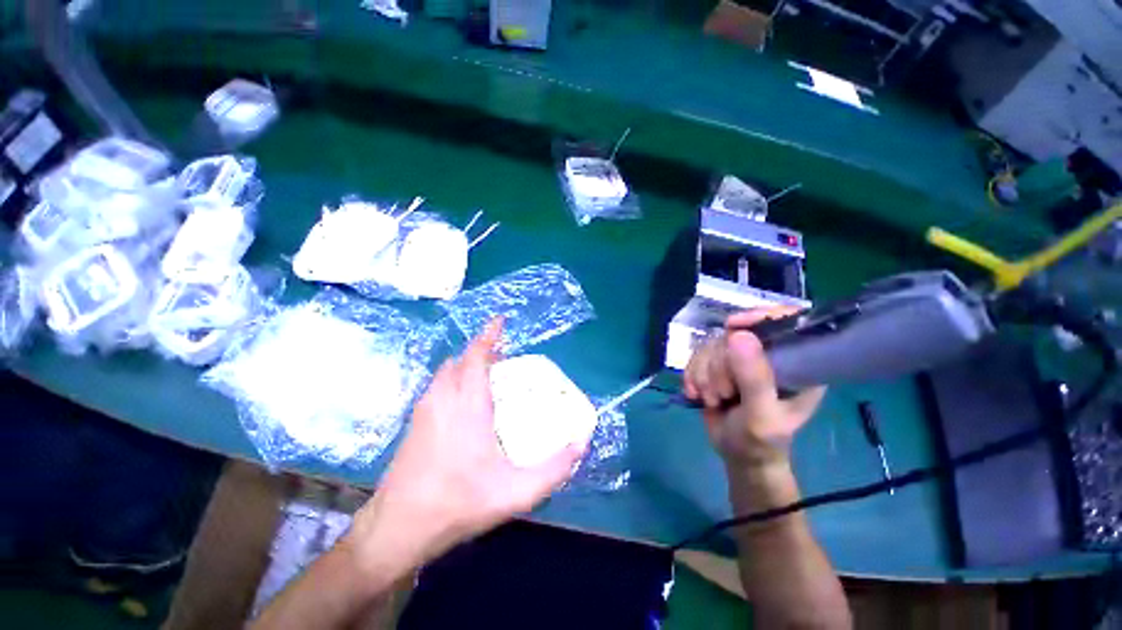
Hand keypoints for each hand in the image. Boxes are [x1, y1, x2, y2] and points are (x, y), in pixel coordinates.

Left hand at [348, 319, 585, 568]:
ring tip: (487, 374)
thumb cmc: (458, 504)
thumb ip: (554, 469)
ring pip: (446, 372)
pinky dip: (453, 379)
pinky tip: (464, 401)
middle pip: (460, 360)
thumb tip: (581, 444)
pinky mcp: (414, 423)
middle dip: (481, 350)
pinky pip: (437, 386)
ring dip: (465, 364)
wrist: (397, 529)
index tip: (500, 320)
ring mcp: (424, 410)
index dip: (489, 335)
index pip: (476, 356)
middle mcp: (443, 399)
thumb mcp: (516, 492)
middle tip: (503, 355)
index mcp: (467, 405)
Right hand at [684, 307, 824, 469]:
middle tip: (725, 393)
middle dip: (720, 365)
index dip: (758, 316)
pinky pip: (696, 355)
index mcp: (796, 363)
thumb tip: (737, 334)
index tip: (732, 326)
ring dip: (704, 374)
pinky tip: (695, 394)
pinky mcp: (718, 365)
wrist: (737, 455)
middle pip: (734, 335)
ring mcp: (740, 359)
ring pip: (711, 345)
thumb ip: (754, 378)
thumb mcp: (762, 415)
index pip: (785, 322)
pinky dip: (692, 375)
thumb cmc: (761, 441)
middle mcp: (769, 355)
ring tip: (713, 399)